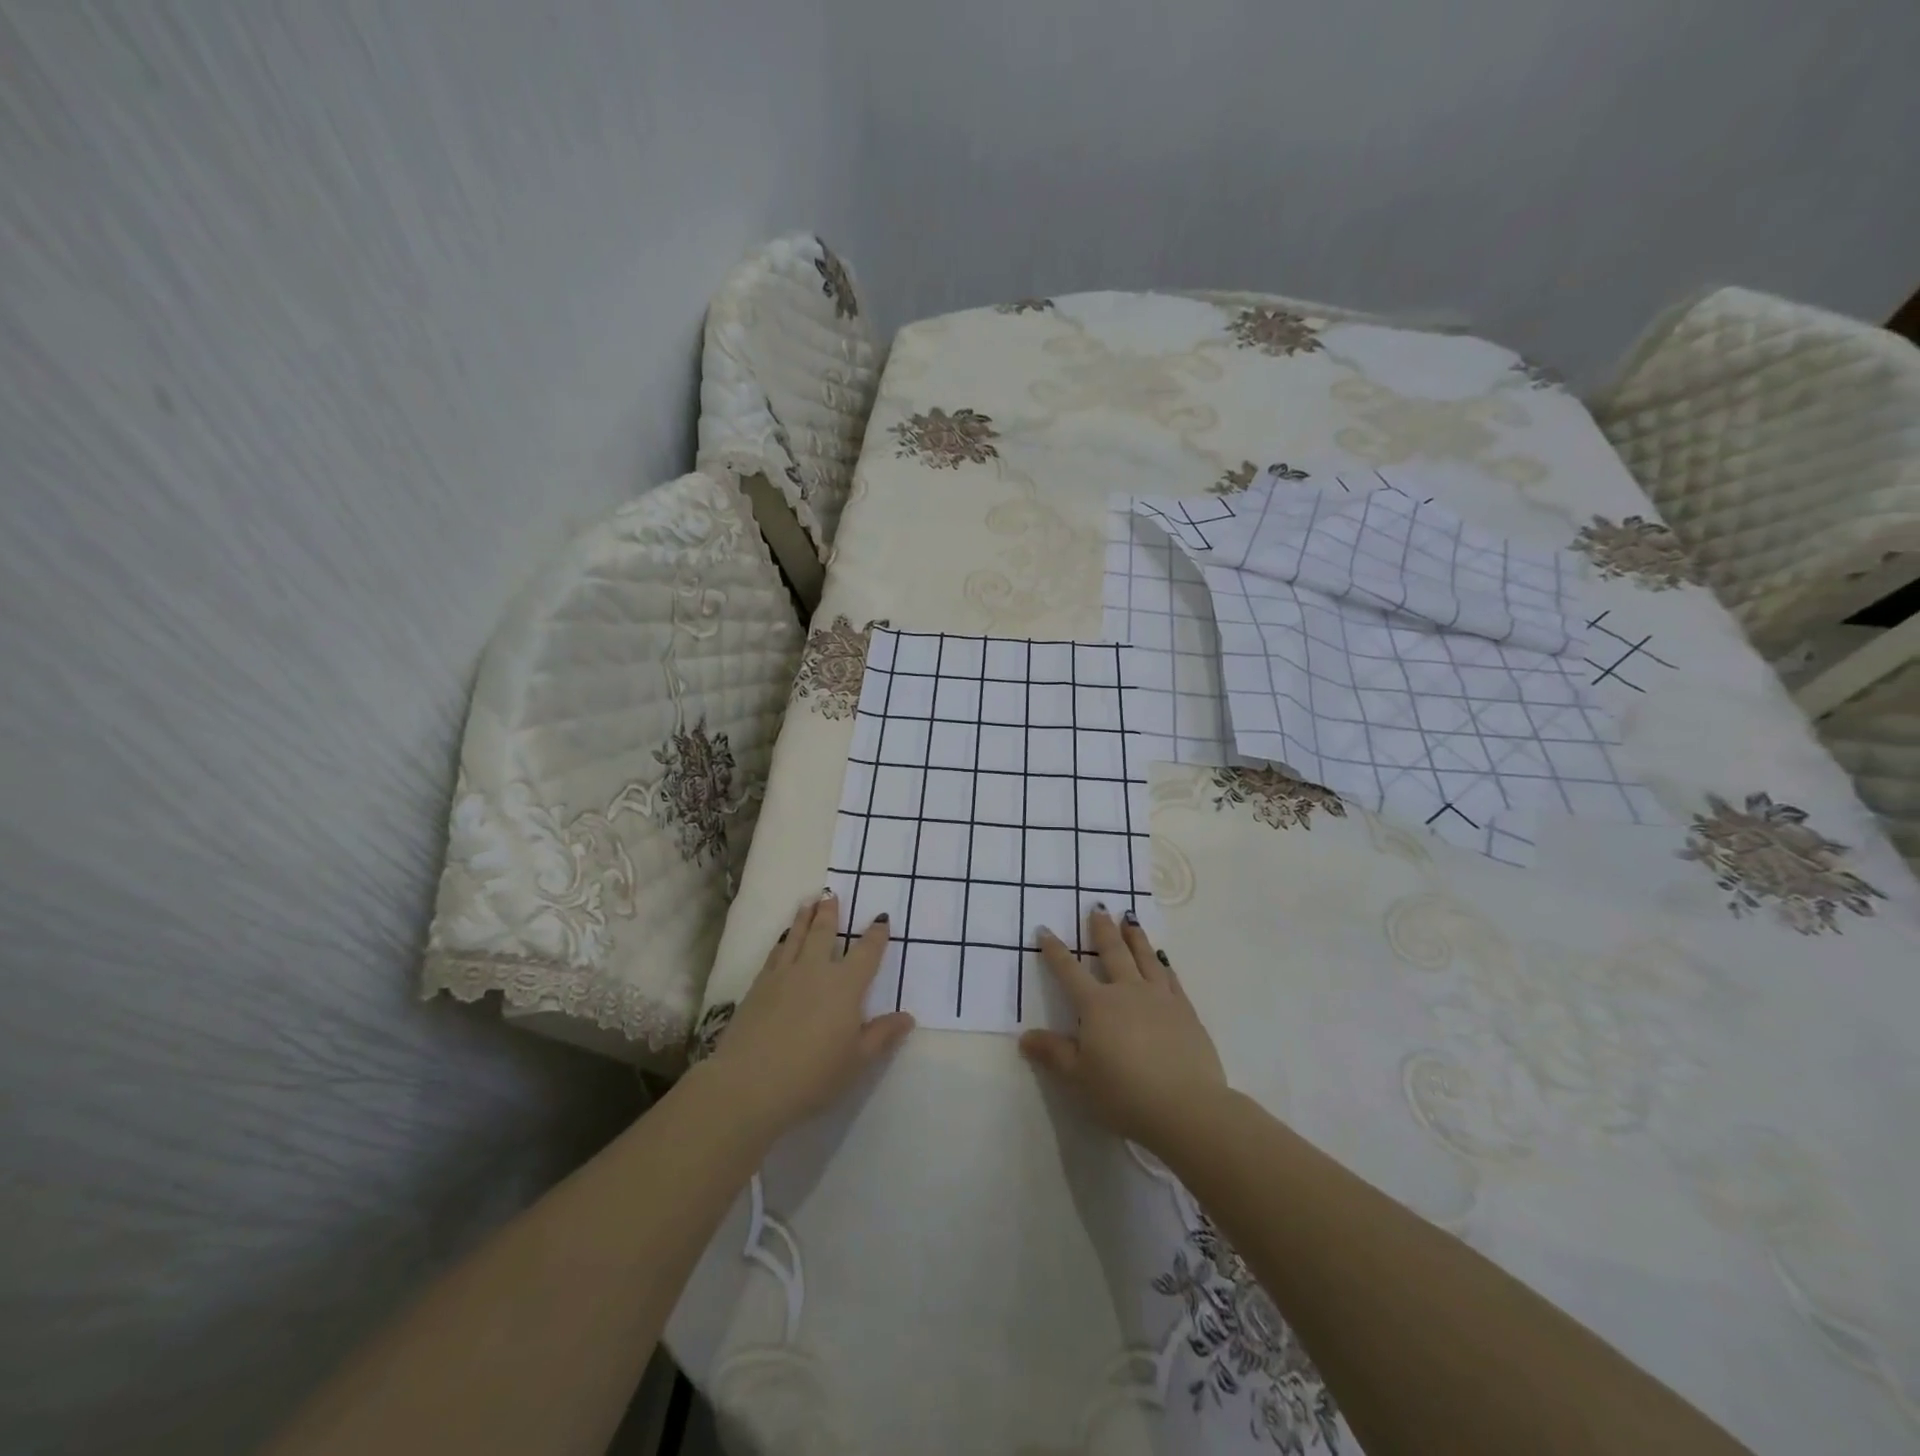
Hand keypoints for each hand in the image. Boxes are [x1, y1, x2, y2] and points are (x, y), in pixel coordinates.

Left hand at [701, 891, 914, 1137]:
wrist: (749, 1084)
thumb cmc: (812, 1075)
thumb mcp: (857, 1061)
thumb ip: (882, 1035)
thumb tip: (907, 1017)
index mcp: (845, 985)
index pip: (866, 953)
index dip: (876, 936)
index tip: (880, 918)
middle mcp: (815, 970)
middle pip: (824, 933)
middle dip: (830, 913)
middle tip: (831, 894)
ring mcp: (783, 975)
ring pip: (796, 936)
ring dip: (804, 918)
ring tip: (808, 903)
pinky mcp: (758, 986)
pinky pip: (775, 953)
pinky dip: (783, 940)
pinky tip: (783, 939)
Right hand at [1019, 907, 1227, 1151]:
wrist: (1186, 1107)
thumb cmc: (1124, 1094)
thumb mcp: (1079, 1078)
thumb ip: (1053, 1054)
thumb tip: (1024, 1036)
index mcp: (1097, 1006)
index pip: (1069, 971)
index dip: (1055, 951)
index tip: (1045, 929)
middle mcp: (1127, 992)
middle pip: (1112, 953)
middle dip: (1102, 930)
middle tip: (1098, 907)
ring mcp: (1160, 998)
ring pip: (1145, 958)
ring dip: (1135, 937)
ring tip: (1129, 918)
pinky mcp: (1185, 1011)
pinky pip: (1171, 978)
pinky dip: (1163, 963)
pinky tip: (1162, 958)